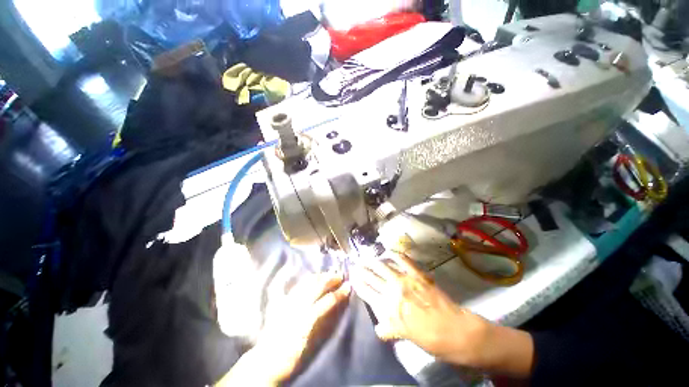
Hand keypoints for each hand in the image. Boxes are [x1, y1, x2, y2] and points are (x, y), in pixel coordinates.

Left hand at [222, 272, 349, 385]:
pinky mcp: (283, 300)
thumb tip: (337, 305)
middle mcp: (297, 306)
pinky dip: (309, 279)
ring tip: (330, 273)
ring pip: (307, 282)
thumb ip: (325, 323)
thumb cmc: (292, 355)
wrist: (266, 360)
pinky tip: (314, 277)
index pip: (326, 301)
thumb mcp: (311, 344)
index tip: (349, 287)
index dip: (339, 293)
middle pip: (317, 287)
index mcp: (305, 320)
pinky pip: (299, 285)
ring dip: (321, 276)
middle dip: (331, 279)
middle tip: (341, 276)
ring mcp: (289, 301)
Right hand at [351, 253, 487, 362]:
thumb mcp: (406, 337)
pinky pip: (404, 260)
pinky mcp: (418, 274)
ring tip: (367, 258)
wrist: (456, 331)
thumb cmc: (430, 339)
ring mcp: (406, 280)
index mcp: (388, 308)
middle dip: (362, 271)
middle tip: (355, 265)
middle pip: (372, 277)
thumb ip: (390, 329)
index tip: (352, 277)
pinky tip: (389, 252)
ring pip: (384, 266)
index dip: (358, 284)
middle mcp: (393, 291)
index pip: (367, 292)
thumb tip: (378, 327)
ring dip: (374, 261)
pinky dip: (395, 254)